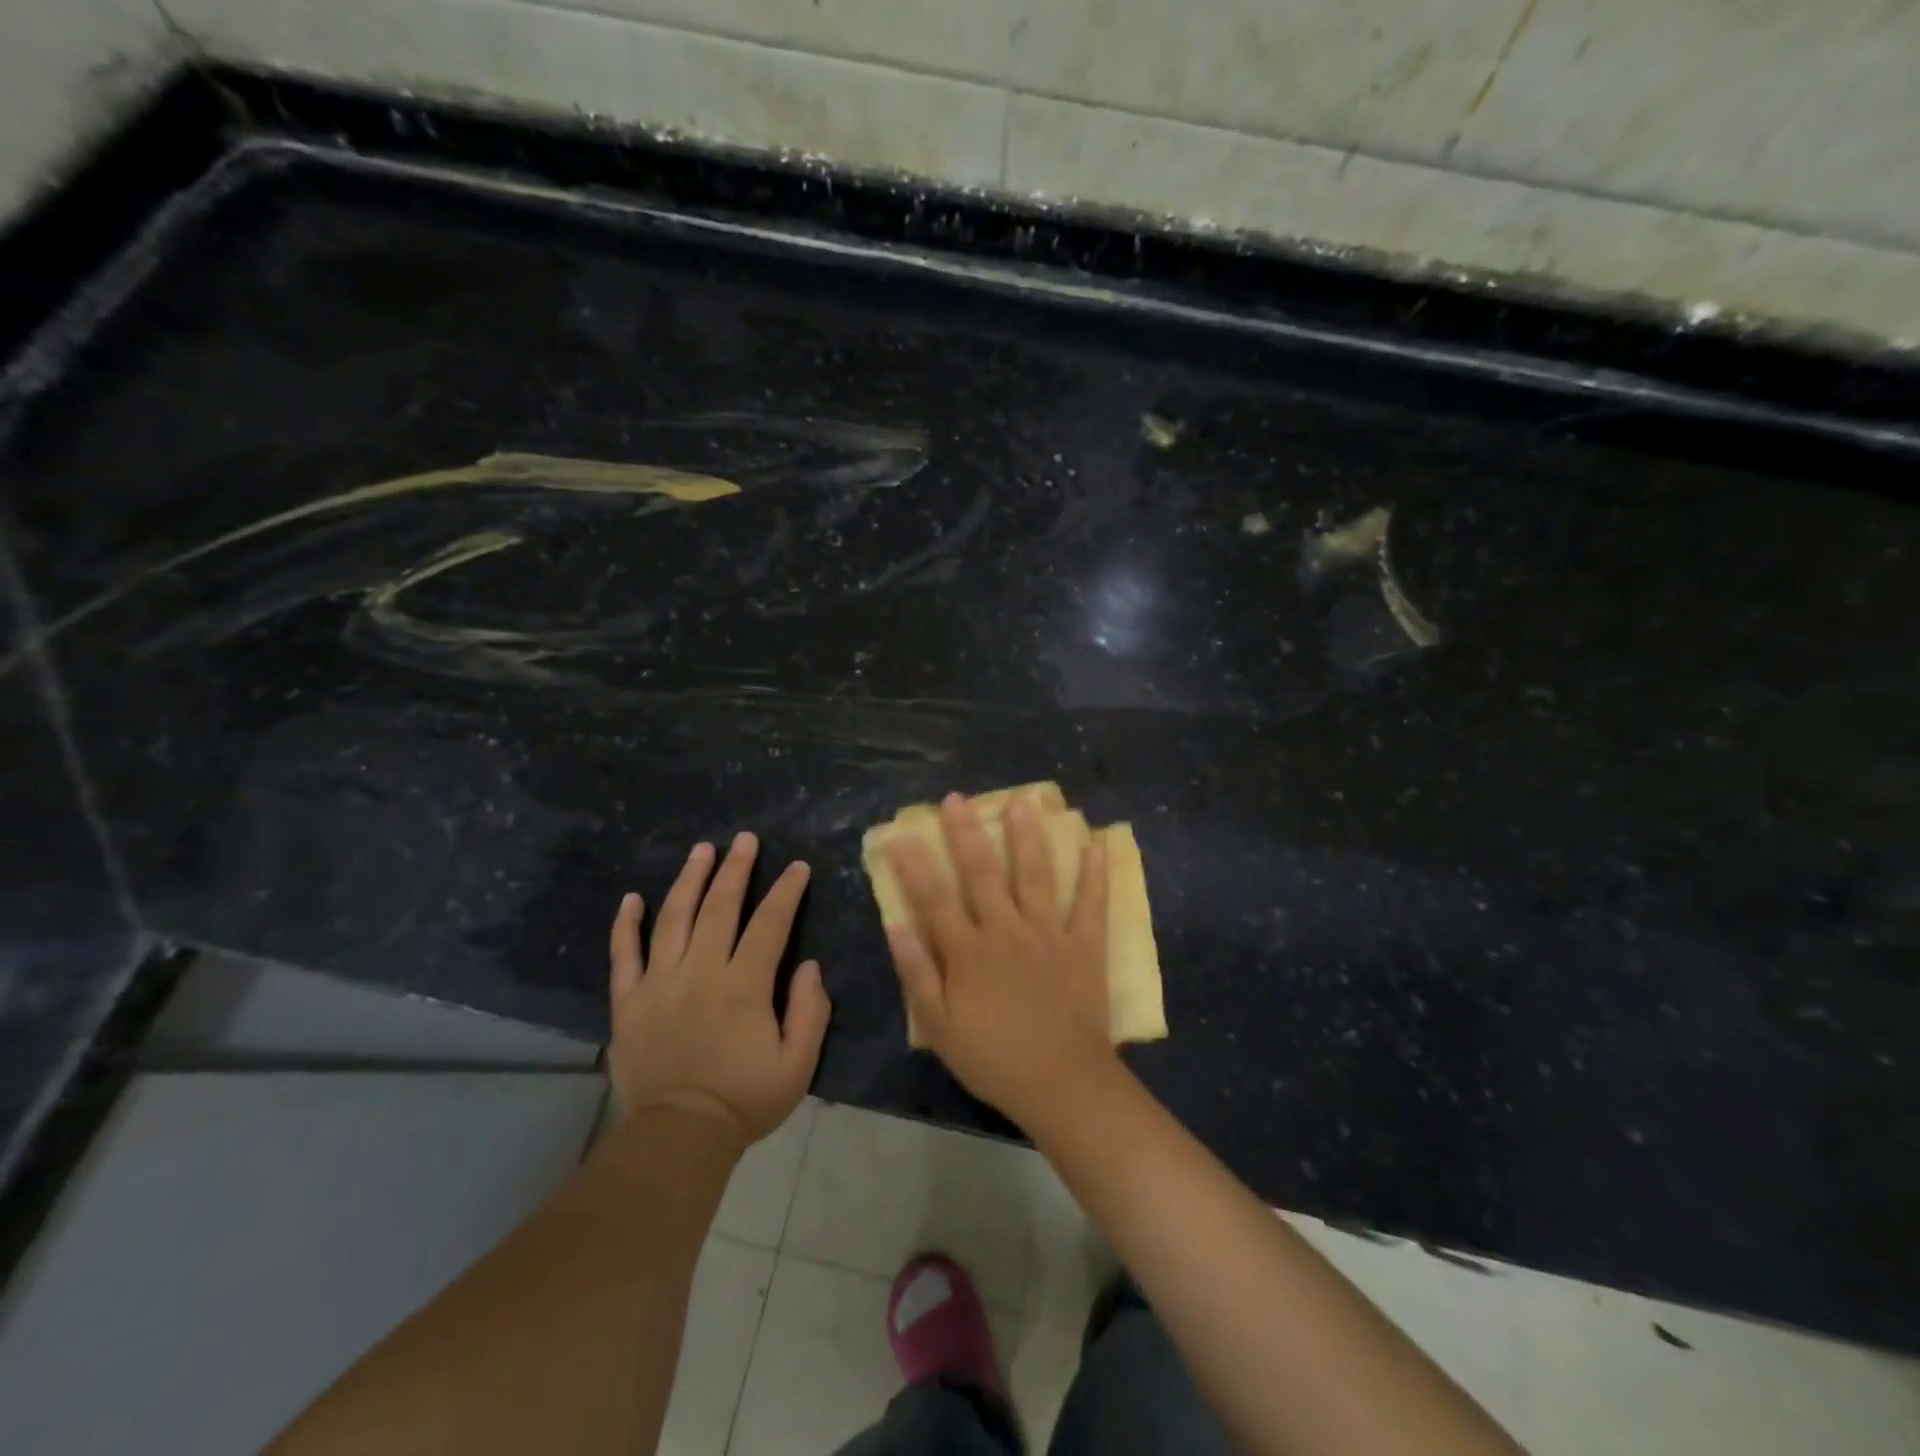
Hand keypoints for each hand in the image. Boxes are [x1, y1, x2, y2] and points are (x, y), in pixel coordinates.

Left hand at [608, 832, 830, 1145]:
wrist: (678, 1137)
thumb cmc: (744, 1100)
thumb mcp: (797, 1065)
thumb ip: (810, 1011)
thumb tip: (810, 966)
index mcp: (744, 985)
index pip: (770, 924)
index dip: (786, 891)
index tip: (798, 867)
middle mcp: (701, 971)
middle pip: (720, 907)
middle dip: (736, 868)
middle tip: (745, 839)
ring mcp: (659, 982)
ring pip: (673, 918)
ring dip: (689, 880)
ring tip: (701, 850)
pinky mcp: (629, 1001)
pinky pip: (623, 954)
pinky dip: (626, 924)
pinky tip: (632, 898)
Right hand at [886, 792, 1115, 1128]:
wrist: (1061, 1084)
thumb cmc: (994, 1059)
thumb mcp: (940, 1027)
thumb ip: (918, 973)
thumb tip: (897, 925)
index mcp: (968, 951)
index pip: (934, 898)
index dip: (915, 864)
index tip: (901, 833)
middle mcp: (1006, 931)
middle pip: (982, 873)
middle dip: (967, 833)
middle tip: (957, 798)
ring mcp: (1048, 934)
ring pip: (1036, 875)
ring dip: (1028, 836)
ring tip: (1025, 801)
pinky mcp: (1084, 945)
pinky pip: (1091, 903)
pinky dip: (1095, 873)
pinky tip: (1099, 842)